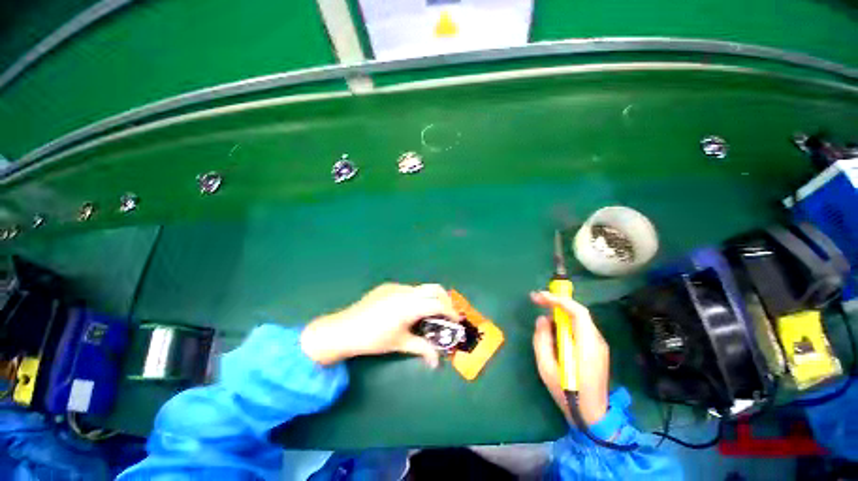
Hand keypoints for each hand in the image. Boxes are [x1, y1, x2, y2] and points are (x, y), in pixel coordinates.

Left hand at [301, 283, 460, 366]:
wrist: (343, 329)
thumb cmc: (373, 339)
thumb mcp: (400, 343)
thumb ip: (422, 349)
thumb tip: (436, 363)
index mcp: (409, 306)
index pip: (437, 304)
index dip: (450, 312)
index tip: (457, 320)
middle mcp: (405, 291)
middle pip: (434, 288)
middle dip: (445, 299)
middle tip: (447, 313)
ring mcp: (395, 287)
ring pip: (421, 288)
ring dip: (430, 297)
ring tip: (429, 313)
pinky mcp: (387, 286)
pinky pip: (408, 289)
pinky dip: (416, 297)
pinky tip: (409, 310)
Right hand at [531, 291, 609, 425]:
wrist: (593, 417)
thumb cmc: (567, 393)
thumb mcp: (546, 368)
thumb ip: (542, 340)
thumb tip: (542, 319)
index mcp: (587, 346)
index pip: (578, 313)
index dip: (558, 300)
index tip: (539, 296)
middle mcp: (597, 342)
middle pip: (579, 313)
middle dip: (557, 302)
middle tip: (536, 299)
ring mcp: (599, 346)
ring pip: (579, 320)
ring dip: (560, 313)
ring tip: (542, 314)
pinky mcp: (597, 350)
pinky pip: (580, 328)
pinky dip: (566, 323)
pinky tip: (554, 329)